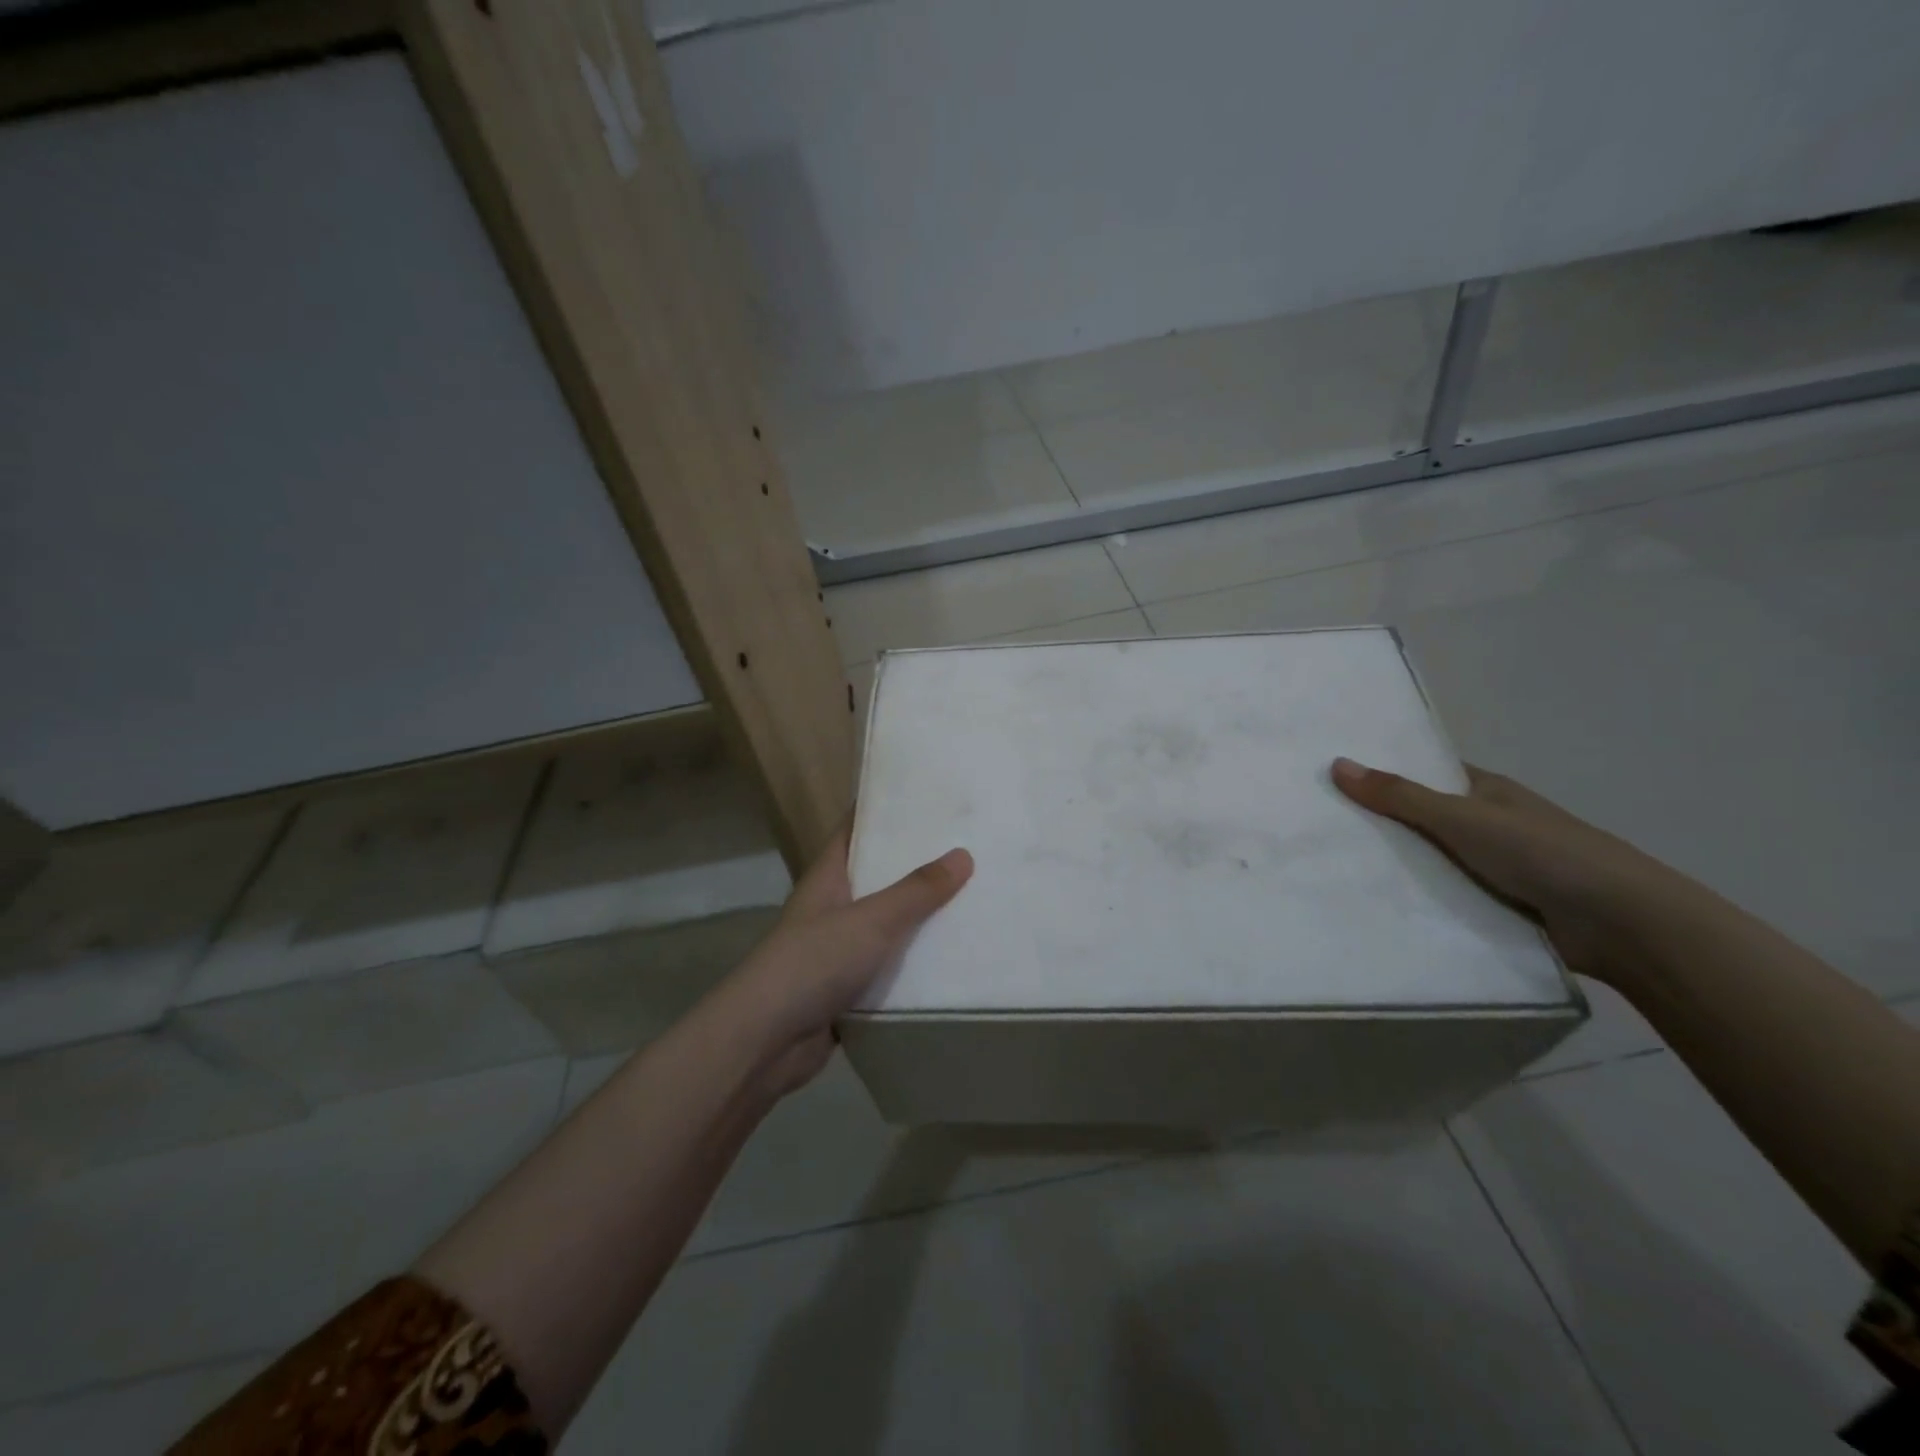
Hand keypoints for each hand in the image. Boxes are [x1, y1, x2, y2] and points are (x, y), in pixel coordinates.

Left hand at [716, 822, 972, 1096]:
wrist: (766, 1042)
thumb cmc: (813, 963)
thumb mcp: (871, 920)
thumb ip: (916, 891)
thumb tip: (963, 854)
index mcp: (828, 878)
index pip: (856, 830)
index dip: (885, 812)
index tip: (928, 797)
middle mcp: (833, 908)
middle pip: (878, 876)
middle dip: (917, 865)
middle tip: (969, 847)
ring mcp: (838, 950)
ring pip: (888, 925)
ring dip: (921, 918)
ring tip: (974, 899)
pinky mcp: (848, 989)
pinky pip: (889, 967)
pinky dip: (915, 963)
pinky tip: (954, 958)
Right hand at [1329, 757, 1673, 980]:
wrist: (1622, 924)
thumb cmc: (1543, 852)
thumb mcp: (1462, 817)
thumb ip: (1400, 796)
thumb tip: (1337, 764)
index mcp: (1486, 792)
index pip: (1426, 774)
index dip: (1384, 772)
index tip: (1333, 777)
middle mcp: (1489, 825)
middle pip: (1422, 819)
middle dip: (1380, 823)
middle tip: (1319, 825)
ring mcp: (1495, 867)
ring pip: (1431, 861)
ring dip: (1397, 866)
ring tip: (1332, 868)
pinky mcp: (1497, 907)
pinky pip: (1444, 898)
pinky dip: (1418, 900)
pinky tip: (1374, 905)